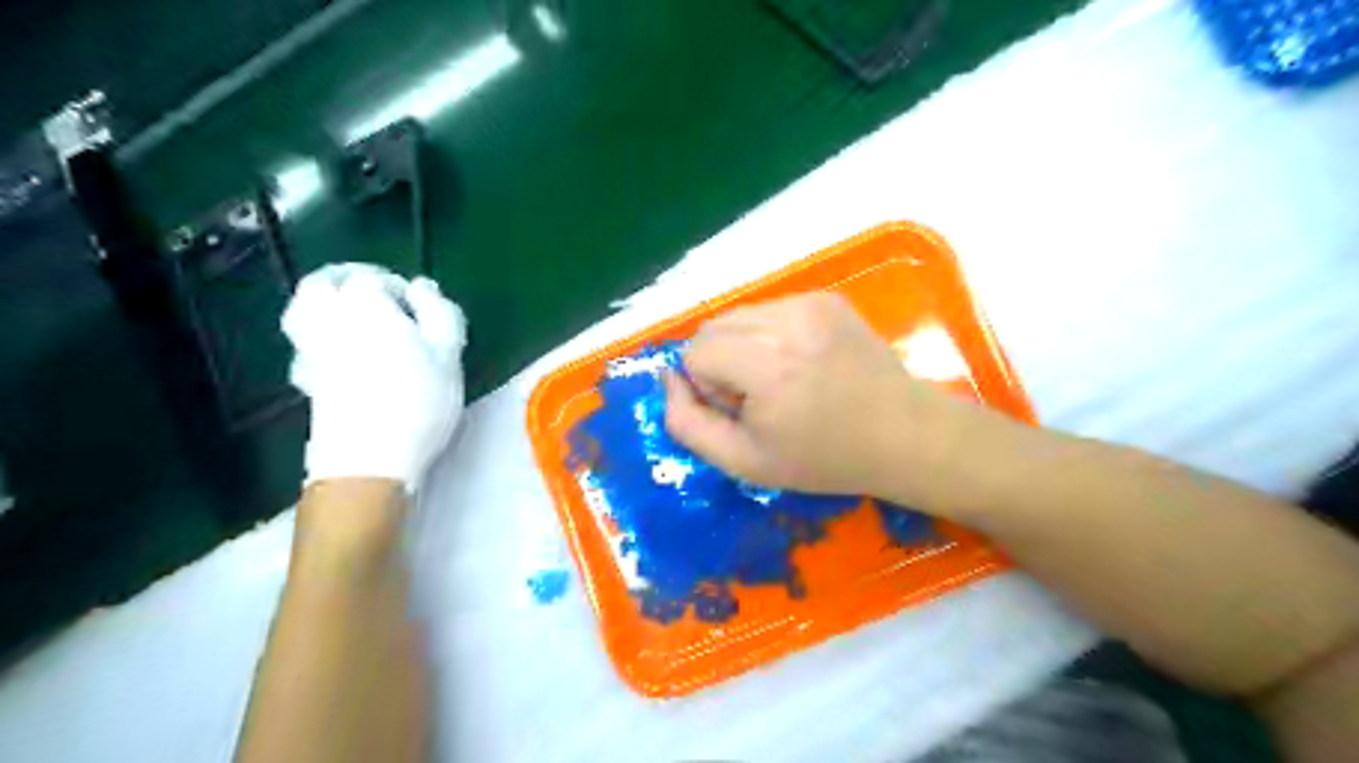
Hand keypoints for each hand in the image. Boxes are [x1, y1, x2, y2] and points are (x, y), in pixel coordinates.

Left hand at [280, 261, 467, 488]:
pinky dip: (316, 334)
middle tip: (376, 293)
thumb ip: (440, 313)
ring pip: (303, 309)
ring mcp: (311, 349)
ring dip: (324, 302)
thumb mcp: (449, 353)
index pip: (374, 279)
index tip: (420, 306)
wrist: (370, 457)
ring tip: (353, 313)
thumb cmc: (419, 399)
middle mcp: (329, 318)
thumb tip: (424, 287)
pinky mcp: (306, 378)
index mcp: (366, 304)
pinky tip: (339, 349)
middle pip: (323, 284)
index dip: (397, 286)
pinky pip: (303, 341)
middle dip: (347, 280)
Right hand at [666, 295, 976, 501]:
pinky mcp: (826, 297)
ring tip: (781, 378)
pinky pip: (770, 309)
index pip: (695, 352)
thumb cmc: (823, 459)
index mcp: (767, 366)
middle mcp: (787, 322)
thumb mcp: (743, 462)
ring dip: (743, 346)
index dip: (707, 386)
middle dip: (719, 361)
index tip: (742, 410)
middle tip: (758, 396)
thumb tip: (669, 379)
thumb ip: (687, 423)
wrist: (902, 434)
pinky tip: (802, 362)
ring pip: (738, 315)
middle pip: (712, 326)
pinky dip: (770, 334)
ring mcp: (810, 303)